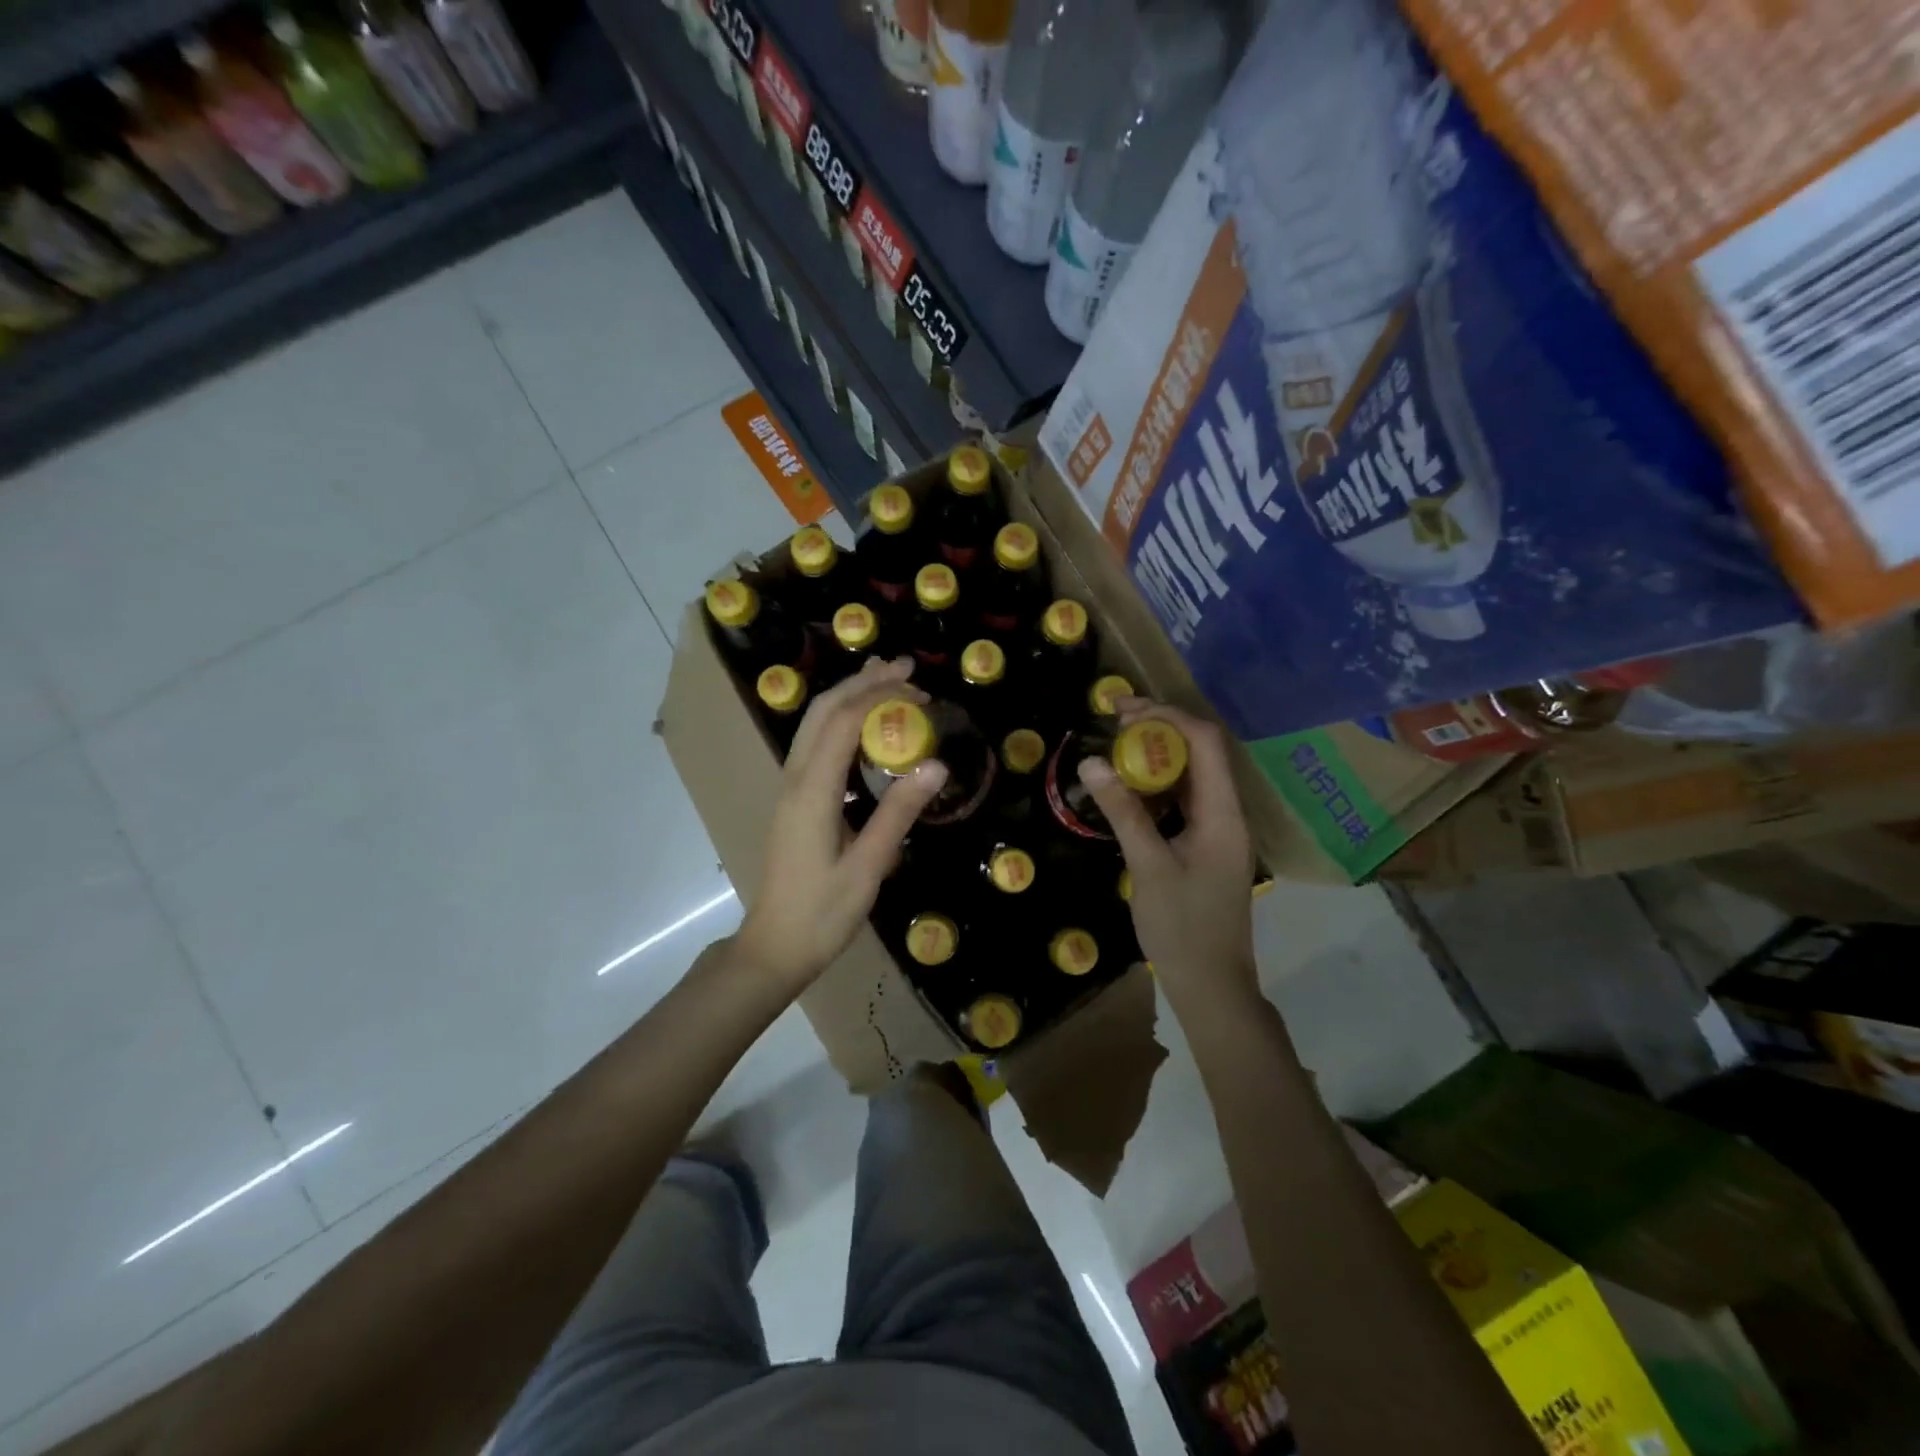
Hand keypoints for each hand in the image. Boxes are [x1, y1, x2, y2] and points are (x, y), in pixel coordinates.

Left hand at [734, 657, 947, 990]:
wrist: (773, 947)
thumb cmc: (822, 913)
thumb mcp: (868, 867)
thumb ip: (899, 813)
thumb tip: (936, 764)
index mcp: (812, 791)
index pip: (843, 722)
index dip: (879, 696)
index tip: (918, 686)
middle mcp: (795, 779)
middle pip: (823, 711)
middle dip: (862, 683)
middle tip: (904, 669)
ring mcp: (790, 789)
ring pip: (814, 725)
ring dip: (849, 698)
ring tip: (887, 684)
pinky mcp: (794, 801)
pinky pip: (815, 746)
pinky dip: (842, 723)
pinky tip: (867, 733)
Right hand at [1077, 699, 1257, 1014]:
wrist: (1211, 985)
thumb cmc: (1181, 927)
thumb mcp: (1147, 866)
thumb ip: (1123, 811)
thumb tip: (1093, 762)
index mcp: (1223, 814)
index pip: (1205, 742)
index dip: (1166, 716)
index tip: (1122, 712)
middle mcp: (1228, 814)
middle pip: (1202, 753)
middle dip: (1159, 730)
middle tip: (1113, 725)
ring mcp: (1219, 831)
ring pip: (1192, 776)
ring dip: (1157, 756)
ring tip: (1116, 748)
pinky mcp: (1207, 846)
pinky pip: (1184, 801)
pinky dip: (1158, 786)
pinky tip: (1129, 789)